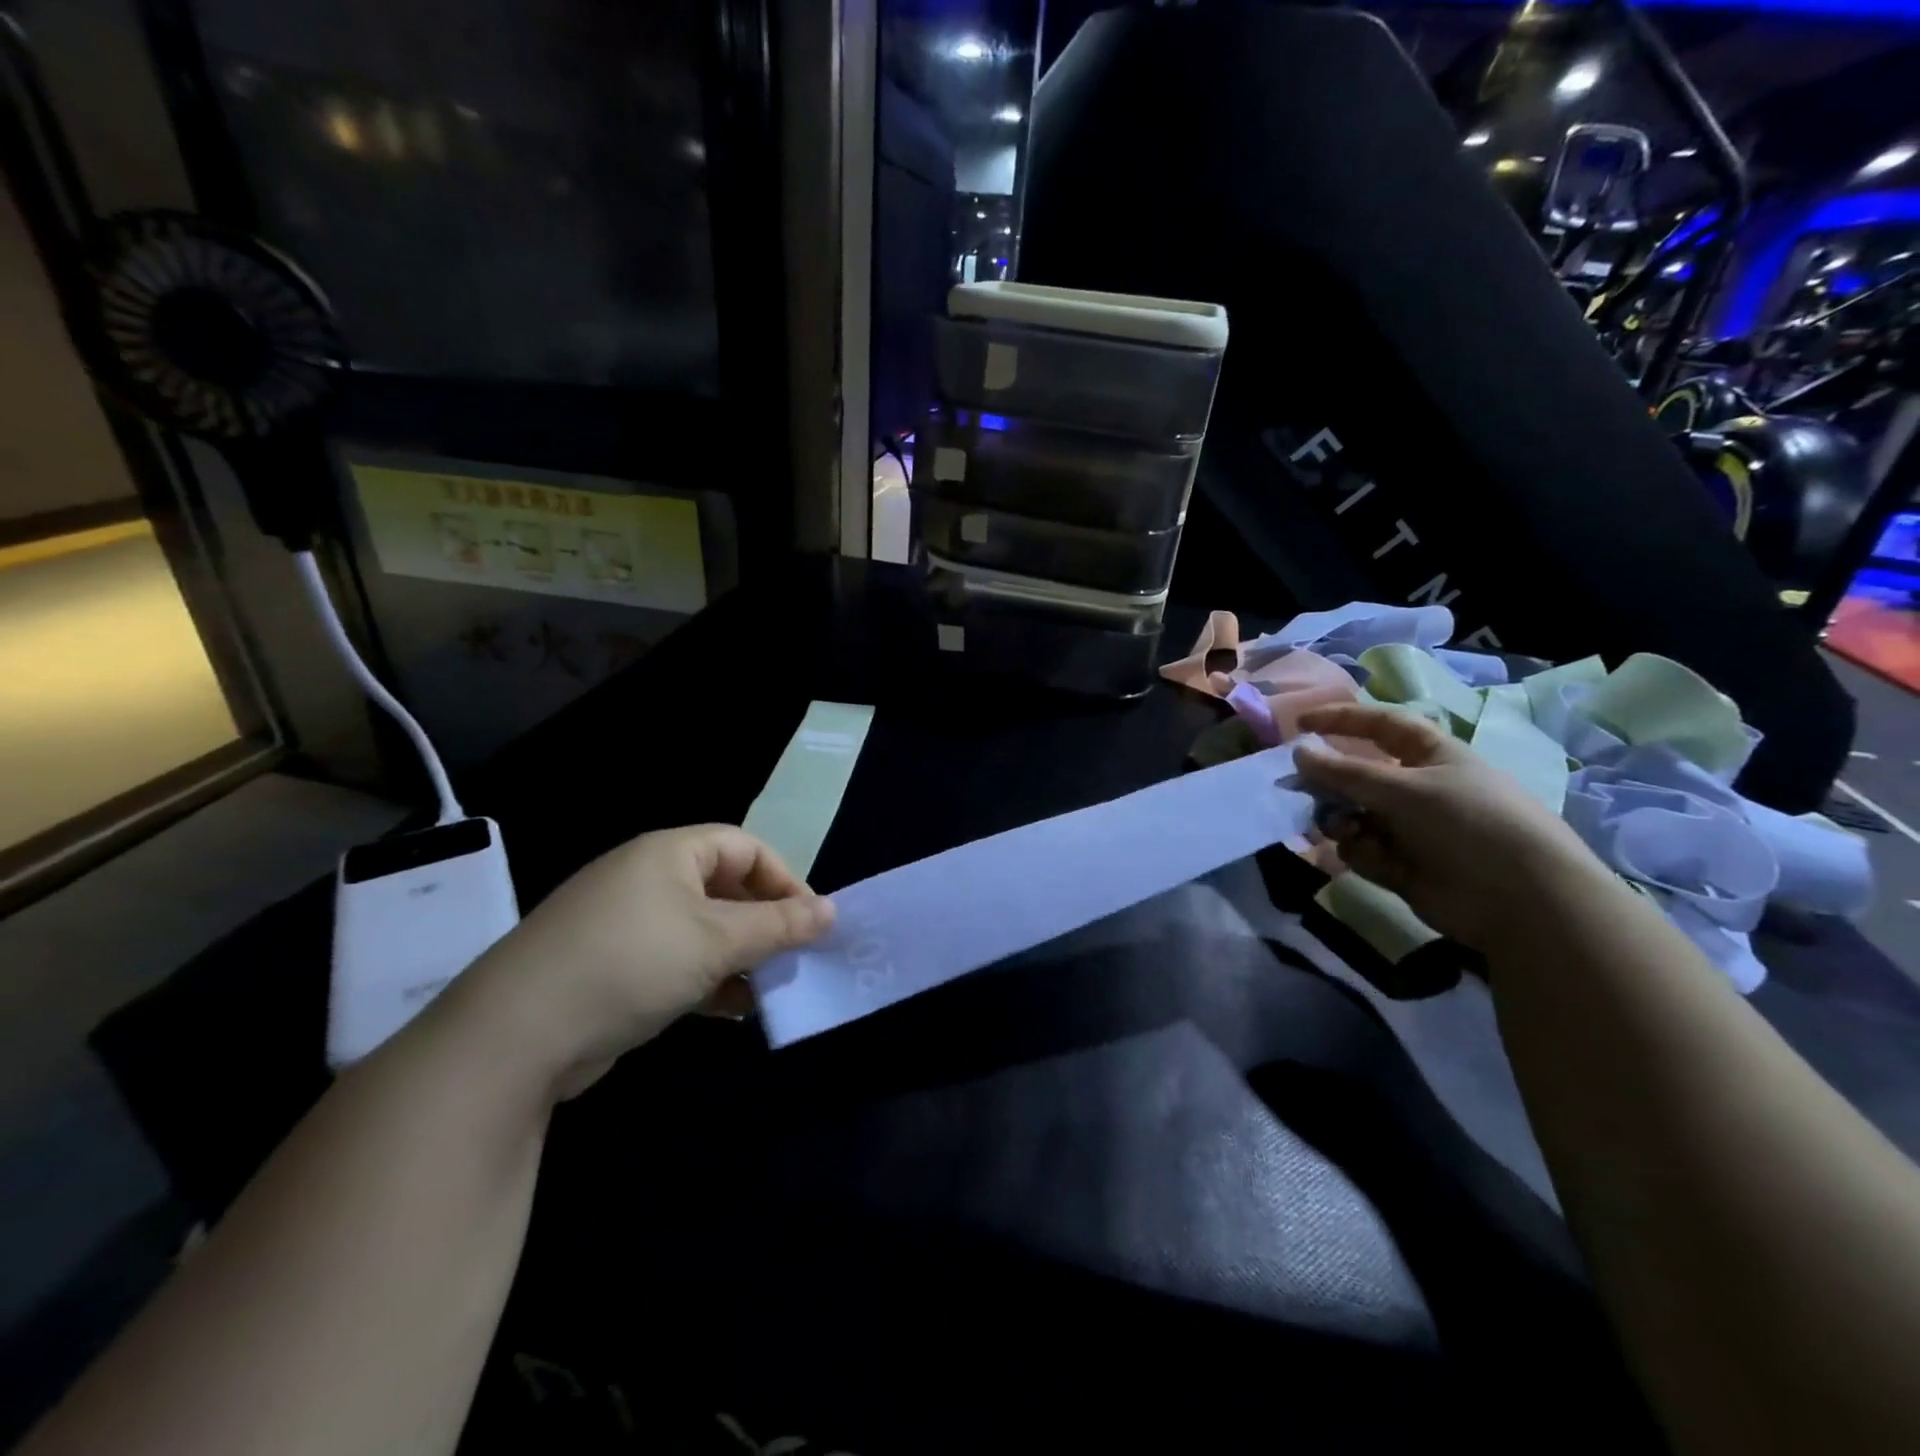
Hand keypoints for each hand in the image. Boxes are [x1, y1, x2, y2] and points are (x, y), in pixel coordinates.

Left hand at [444, 826, 833, 1099]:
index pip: (745, 847)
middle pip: (726, 888)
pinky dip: (708, 979)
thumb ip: (778, 926)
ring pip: (703, 929)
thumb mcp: (716, 941)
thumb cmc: (632, 963)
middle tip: (794, 957)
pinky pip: (676, 960)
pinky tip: (732, 1010)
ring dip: (740, 956)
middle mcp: (648, 879)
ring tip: (768, 988)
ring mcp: (626, 924)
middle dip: (764, 922)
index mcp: (670, 853)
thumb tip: (832, 911)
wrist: (515, 1037)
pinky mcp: (613, 968)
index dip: (784, 879)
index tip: (811, 922)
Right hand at [1292, 703, 1605, 949]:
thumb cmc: (1467, 822)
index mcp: (1430, 755)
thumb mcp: (1403, 788)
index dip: (1341, 720)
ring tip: (1341, 829)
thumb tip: (1298, 752)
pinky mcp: (1401, 864)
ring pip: (1352, 814)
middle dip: (1329, 782)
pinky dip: (1360, 851)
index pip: (1379, 725)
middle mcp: (1417, 788)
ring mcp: (1408, 828)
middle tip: (1299, 789)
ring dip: (1339, 819)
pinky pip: (1362, 849)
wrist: (1520, 899)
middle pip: (1357, 775)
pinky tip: (1373, 858)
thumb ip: (1344, 772)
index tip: (1299, 725)